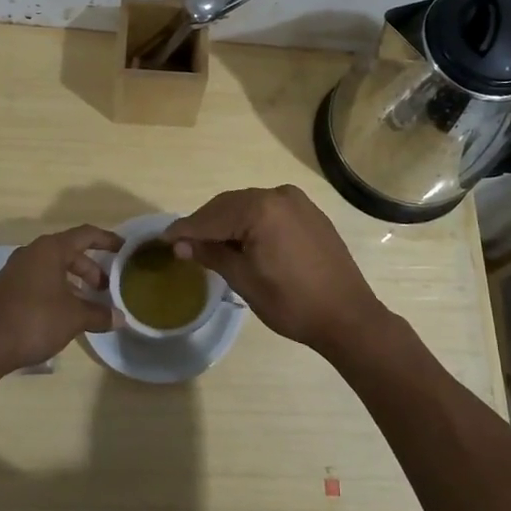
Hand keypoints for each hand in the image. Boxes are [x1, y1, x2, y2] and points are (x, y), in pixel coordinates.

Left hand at [0, 224, 122, 373]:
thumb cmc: (33, 320)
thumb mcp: (73, 318)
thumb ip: (99, 314)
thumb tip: (120, 318)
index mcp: (50, 249)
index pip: (85, 234)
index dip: (107, 239)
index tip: (124, 248)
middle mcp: (32, 253)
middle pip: (69, 252)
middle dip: (91, 268)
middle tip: (106, 288)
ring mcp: (15, 271)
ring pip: (53, 268)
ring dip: (73, 282)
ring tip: (87, 304)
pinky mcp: (6, 289)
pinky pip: (39, 281)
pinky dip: (56, 290)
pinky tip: (62, 314)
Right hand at [164, 186, 385, 353]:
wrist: (348, 316)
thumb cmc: (292, 302)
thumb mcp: (244, 280)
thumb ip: (211, 254)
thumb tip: (180, 243)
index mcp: (261, 209)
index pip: (212, 217)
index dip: (186, 229)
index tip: (163, 238)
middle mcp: (278, 195)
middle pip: (229, 205)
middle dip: (206, 222)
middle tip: (182, 242)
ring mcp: (297, 201)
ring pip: (249, 206)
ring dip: (227, 221)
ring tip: (207, 243)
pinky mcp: (309, 212)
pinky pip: (269, 210)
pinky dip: (250, 221)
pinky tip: (241, 239)